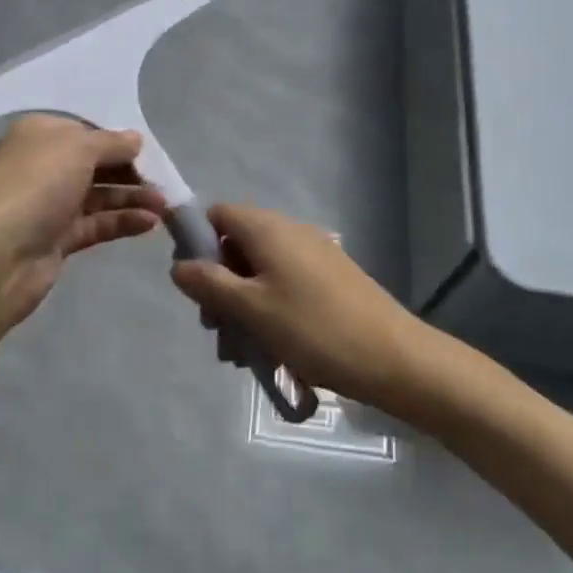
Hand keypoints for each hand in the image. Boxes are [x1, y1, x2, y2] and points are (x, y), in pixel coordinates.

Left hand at [0, 115, 167, 330]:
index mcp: (40, 135)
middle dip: (130, 171)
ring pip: (99, 195)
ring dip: (133, 198)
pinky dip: (123, 221)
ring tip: (166, 206)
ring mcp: (49, 204)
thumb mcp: (78, 149)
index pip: (85, 130)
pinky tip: (150, 223)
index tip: (149, 151)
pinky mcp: (58, 239)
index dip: (117, 139)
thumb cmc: (35, 187)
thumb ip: (111, 143)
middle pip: (95, 163)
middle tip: (165, 181)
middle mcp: (43, 166)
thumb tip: (135, 139)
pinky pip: (97, 224)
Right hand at [168, 203, 431, 415]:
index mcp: (268, 229)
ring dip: (243, 305)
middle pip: (237, 246)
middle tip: (217, 329)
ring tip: (242, 353)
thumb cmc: (314, 329)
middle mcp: (290, 232)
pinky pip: (286, 284)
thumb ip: (209, 283)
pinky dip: (270, 309)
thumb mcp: (251, 309)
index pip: (217, 214)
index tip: (193, 283)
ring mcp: (315, 254)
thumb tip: (178, 265)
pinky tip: (272, 349)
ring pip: (261, 272)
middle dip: (219, 285)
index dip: (197, 242)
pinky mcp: (331, 278)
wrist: (394, 358)